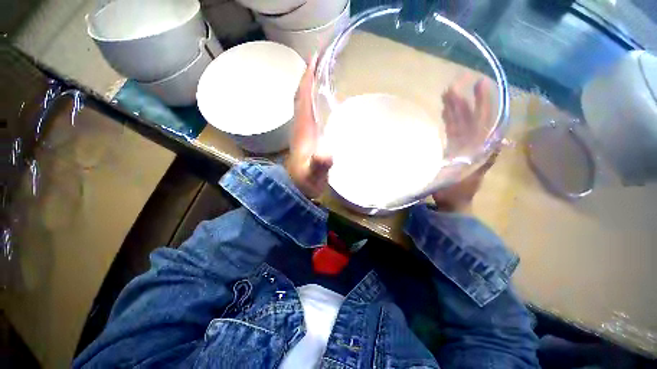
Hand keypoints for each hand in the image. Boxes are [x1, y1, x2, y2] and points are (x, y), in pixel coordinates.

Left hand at [286, 56, 332, 198]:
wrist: (297, 189)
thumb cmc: (306, 183)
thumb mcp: (313, 175)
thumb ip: (319, 166)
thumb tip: (326, 153)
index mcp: (303, 129)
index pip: (302, 98)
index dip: (307, 77)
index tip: (314, 56)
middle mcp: (301, 126)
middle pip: (300, 96)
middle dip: (308, 76)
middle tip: (319, 58)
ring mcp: (303, 131)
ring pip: (303, 103)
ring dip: (309, 86)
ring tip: (320, 72)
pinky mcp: (307, 137)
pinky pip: (308, 112)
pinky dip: (312, 100)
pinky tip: (321, 100)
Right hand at [434, 79, 495, 211]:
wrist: (450, 202)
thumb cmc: (458, 192)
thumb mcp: (473, 177)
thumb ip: (487, 160)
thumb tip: (502, 140)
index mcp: (478, 147)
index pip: (481, 120)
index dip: (482, 103)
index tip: (478, 84)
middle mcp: (471, 143)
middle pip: (469, 118)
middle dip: (463, 101)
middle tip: (454, 85)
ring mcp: (460, 146)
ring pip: (458, 123)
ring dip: (453, 108)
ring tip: (446, 94)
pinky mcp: (450, 150)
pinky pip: (450, 131)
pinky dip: (448, 120)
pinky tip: (444, 111)